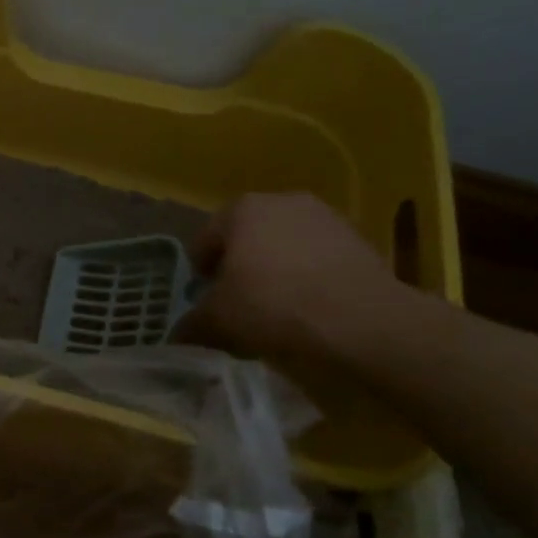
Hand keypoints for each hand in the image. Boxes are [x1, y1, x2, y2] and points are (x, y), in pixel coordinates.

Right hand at [172, 193, 413, 361]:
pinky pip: (319, 259)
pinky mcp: (359, 240)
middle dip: (241, 266)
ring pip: (286, 247)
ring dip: (276, 270)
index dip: (201, 270)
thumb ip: (193, 323)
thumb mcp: (217, 321)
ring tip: (276, 308)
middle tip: (238, 301)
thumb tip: (178, 335)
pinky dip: (309, 278)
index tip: (204, 297)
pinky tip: (309, 308)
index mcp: (241, 210)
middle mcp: (282, 201)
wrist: (359, 320)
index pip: (206, 238)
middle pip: (248, 238)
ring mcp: (326, 217)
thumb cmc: (272, 305)